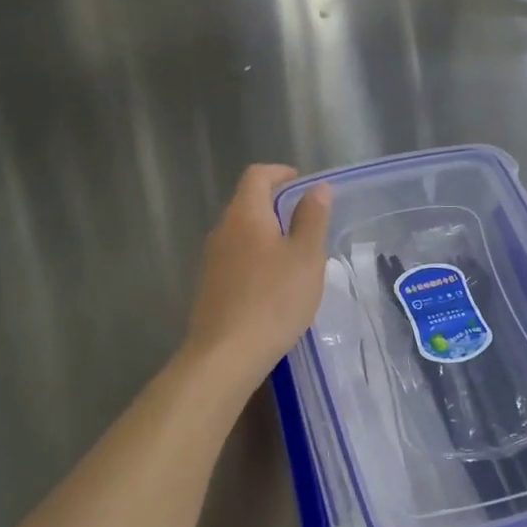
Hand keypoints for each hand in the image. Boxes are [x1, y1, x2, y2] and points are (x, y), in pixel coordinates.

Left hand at [182, 165, 331, 386]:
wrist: (225, 354)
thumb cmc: (273, 300)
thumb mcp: (306, 257)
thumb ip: (312, 218)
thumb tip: (317, 188)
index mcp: (245, 214)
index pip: (257, 175)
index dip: (280, 173)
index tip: (303, 184)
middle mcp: (222, 230)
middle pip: (247, 203)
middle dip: (276, 205)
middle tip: (307, 221)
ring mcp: (212, 260)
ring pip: (241, 233)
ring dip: (267, 235)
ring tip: (296, 256)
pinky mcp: (209, 287)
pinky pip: (236, 259)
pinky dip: (256, 259)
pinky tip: (274, 286)